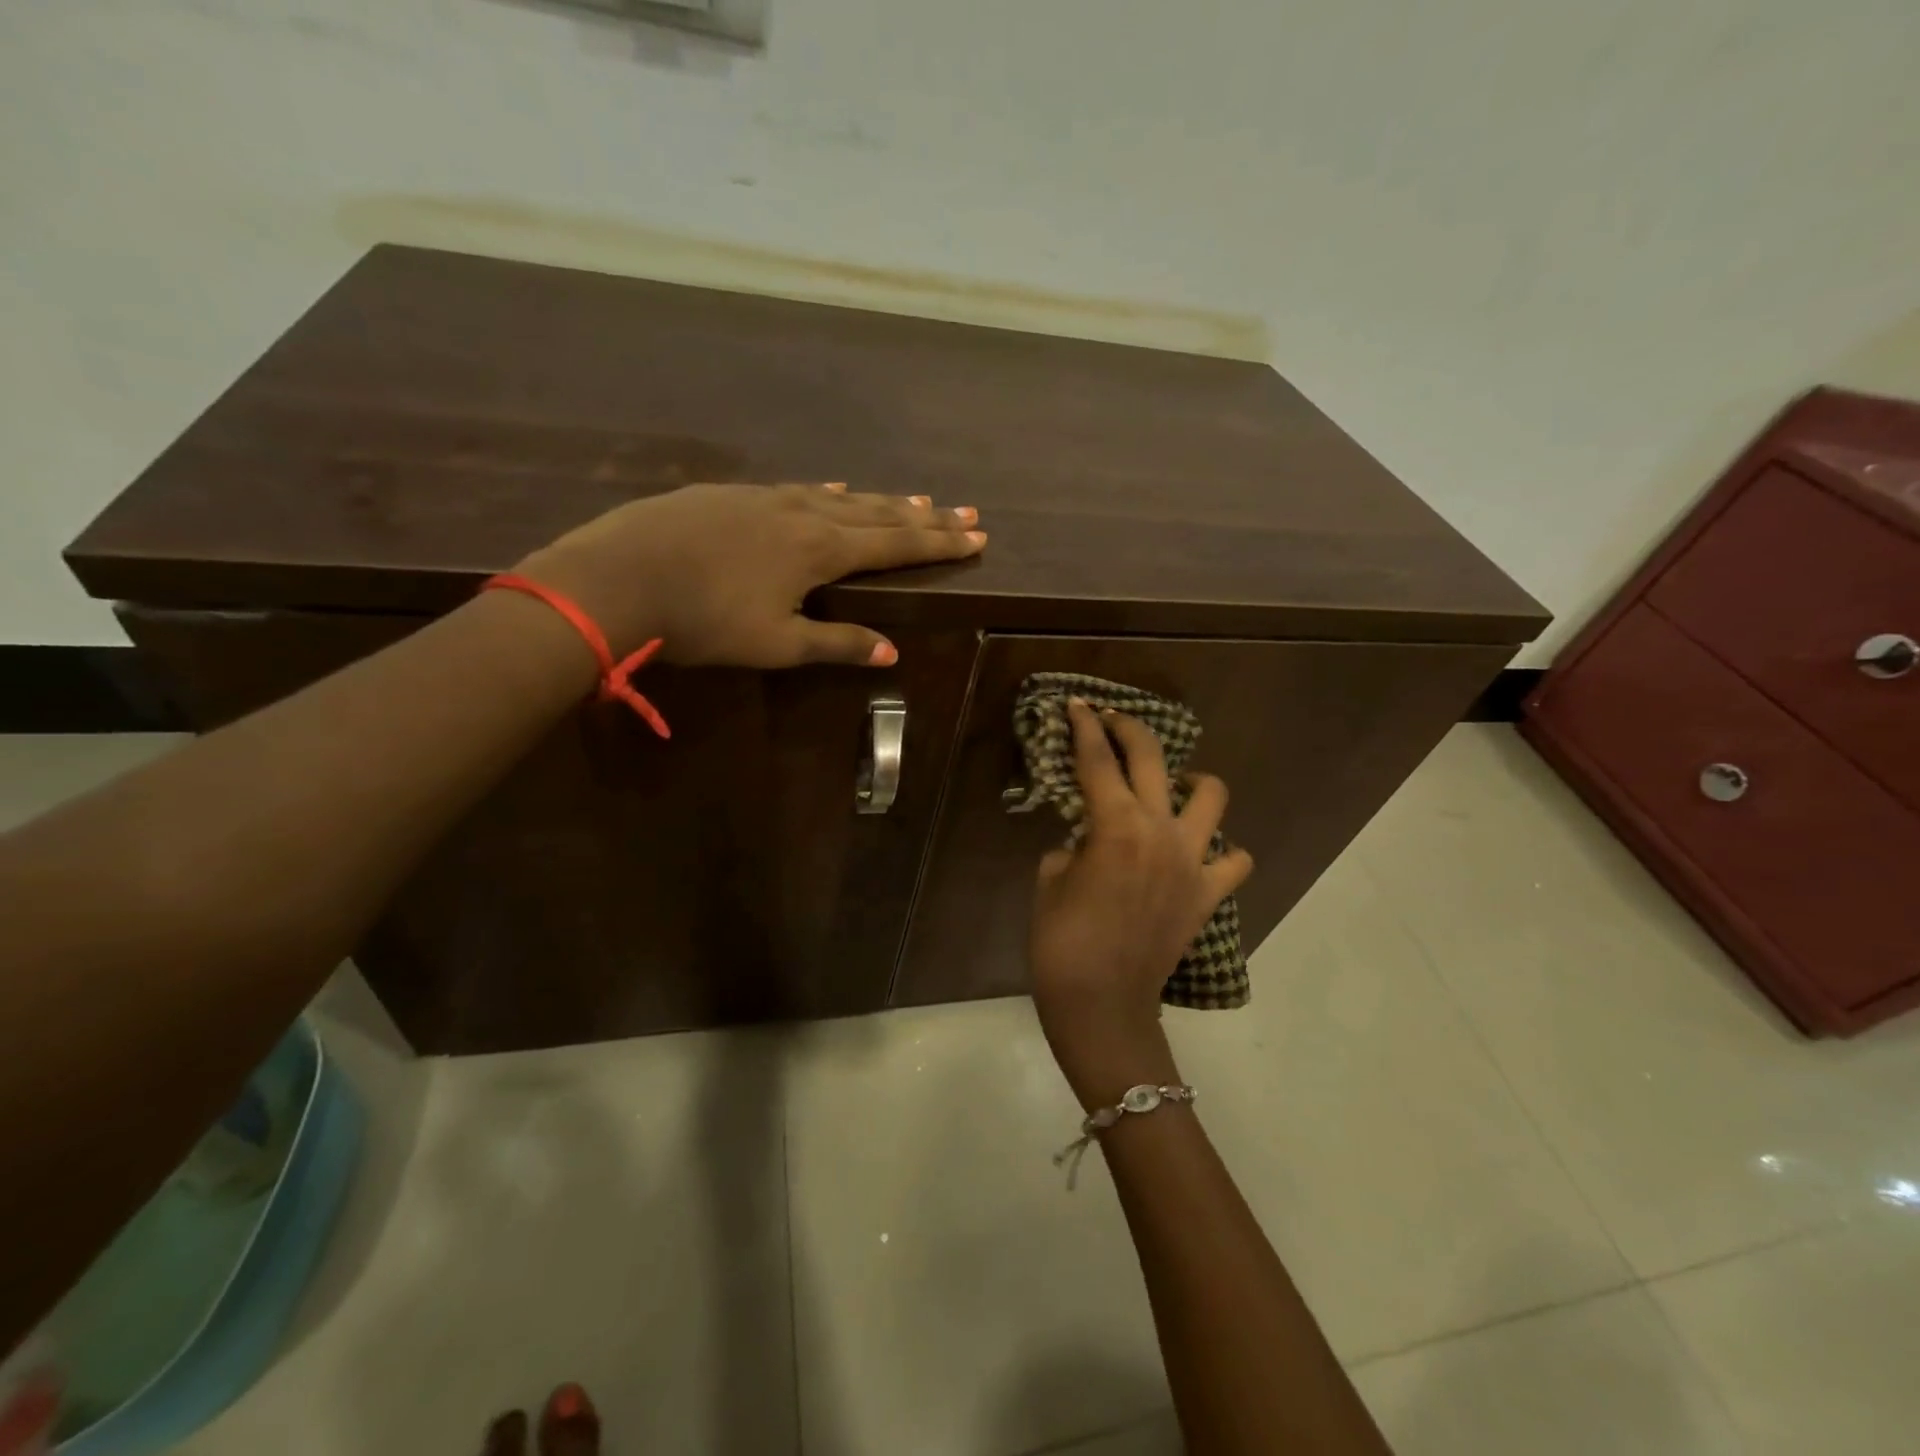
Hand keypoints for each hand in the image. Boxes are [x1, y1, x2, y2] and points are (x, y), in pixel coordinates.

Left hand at [514, 483, 985, 666]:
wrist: (615, 578)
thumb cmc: (703, 620)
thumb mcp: (776, 644)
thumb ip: (836, 643)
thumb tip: (891, 651)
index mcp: (820, 550)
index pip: (895, 544)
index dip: (938, 542)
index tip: (977, 536)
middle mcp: (802, 513)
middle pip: (877, 513)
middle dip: (924, 516)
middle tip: (966, 511)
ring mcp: (765, 498)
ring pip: (840, 496)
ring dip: (882, 500)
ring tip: (916, 498)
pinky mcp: (730, 495)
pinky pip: (799, 489)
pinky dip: (830, 492)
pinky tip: (833, 487)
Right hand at [1029, 701, 1252, 1106]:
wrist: (1102, 1006)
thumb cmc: (1061, 943)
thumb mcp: (1049, 879)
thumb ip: (1073, 846)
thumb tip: (1089, 839)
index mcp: (1114, 826)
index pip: (1097, 759)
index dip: (1084, 726)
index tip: (1078, 704)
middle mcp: (1160, 832)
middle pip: (1152, 759)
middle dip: (1129, 728)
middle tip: (1111, 720)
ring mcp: (1192, 862)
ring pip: (1211, 797)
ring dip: (1192, 780)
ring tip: (1172, 785)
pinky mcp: (1208, 895)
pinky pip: (1234, 862)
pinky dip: (1222, 851)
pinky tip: (1197, 853)